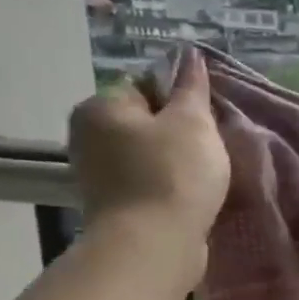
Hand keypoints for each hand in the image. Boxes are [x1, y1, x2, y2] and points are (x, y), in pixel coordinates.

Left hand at [67, 49, 230, 286]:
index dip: (182, 99)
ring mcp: (96, 172)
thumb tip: (188, 54)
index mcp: (100, 107)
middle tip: (211, 146)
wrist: (153, 244)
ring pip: (149, 151)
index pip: (146, 86)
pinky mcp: (113, 202)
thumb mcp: (193, 122)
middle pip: (147, 120)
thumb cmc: (174, 173)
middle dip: (179, 130)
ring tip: (206, 172)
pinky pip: (147, 178)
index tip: (206, 120)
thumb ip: (192, 87)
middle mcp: (87, 134)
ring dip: (177, 158)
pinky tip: (191, 193)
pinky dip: (168, 182)